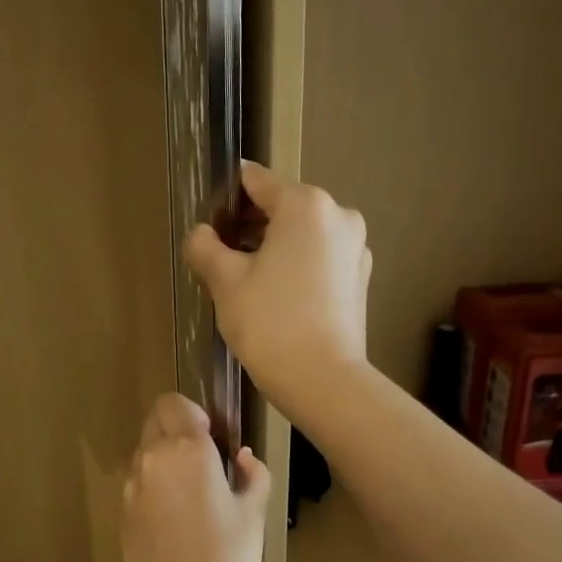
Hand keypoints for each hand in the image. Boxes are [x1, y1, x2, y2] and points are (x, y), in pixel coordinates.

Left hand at [121, 394, 270, 561]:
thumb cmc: (227, 561)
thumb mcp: (254, 516)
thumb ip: (253, 475)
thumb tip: (243, 457)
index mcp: (187, 449)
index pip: (175, 403)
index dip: (196, 414)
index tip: (217, 439)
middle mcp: (153, 458)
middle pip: (156, 419)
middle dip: (178, 428)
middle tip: (206, 461)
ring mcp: (132, 485)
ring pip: (145, 449)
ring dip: (165, 455)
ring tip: (192, 493)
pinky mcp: (122, 511)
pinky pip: (138, 480)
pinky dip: (154, 483)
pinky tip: (176, 517)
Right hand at [184, 161, 370, 407]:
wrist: (323, 380)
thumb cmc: (269, 322)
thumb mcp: (225, 282)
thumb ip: (205, 246)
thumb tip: (201, 233)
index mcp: (306, 205)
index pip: (256, 181)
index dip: (226, 196)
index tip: (207, 219)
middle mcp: (339, 216)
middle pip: (282, 207)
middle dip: (249, 224)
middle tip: (219, 255)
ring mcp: (355, 248)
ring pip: (302, 234)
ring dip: (273, 247)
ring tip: (243, 279)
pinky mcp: (360, 278)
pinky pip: (319, 258)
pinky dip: (296, 266)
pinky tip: (275, 296)